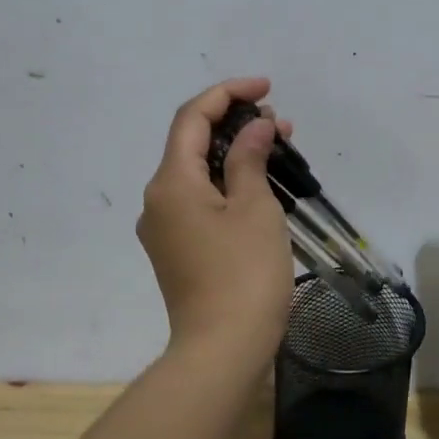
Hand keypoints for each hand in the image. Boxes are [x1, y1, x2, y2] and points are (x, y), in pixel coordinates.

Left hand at [138, 77, 294, 363]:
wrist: (222, 351)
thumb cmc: (243, 274)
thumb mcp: (254, 208)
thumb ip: (249, 158)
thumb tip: (254, 127)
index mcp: (170, 182)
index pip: (192, 117)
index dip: (228, 93)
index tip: (267, 88)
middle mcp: (157, 200)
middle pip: (191, 143)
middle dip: (235, 124)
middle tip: (281, 124)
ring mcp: (164, 228)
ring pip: (197, 173)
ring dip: (234, 154)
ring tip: (279, 149)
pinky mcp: (177, 250)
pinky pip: (199, 200)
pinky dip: (227, 183)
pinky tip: (260, 186)